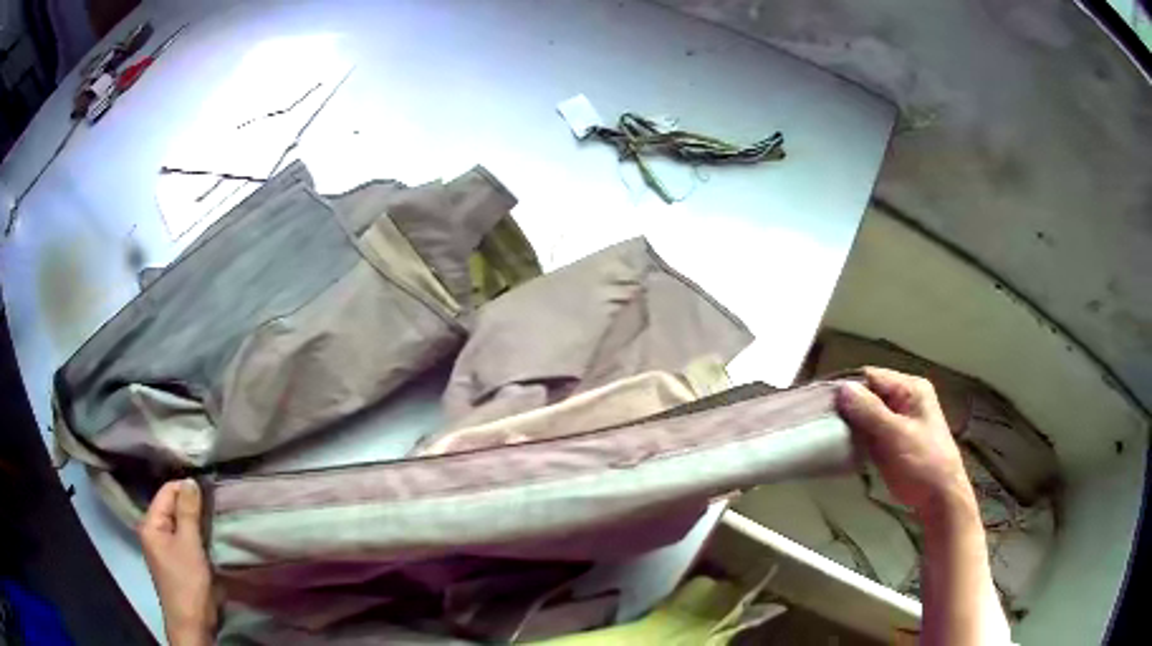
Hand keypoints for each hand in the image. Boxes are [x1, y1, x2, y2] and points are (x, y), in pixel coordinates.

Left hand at [139, 479, 215, 645]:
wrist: (192, 623)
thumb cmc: (187, 583)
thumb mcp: (189, 545)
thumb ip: (188, 512)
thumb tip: (191, 480)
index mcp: (150, 524)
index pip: (166, 492)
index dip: (186, 489)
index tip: (209, 491)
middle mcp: (153, 531)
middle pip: (171, 507)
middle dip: (191, 505)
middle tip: (214, 505)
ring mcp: (163, 547)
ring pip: (179, 523)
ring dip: (195, 521)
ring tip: (214, 519)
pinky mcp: (175, 560)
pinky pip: (183, 537)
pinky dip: (195, 535)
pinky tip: (208, 536)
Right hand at [835, 367, 975, 519]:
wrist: (939, 498)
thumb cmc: (922, 462)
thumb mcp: (896, 435)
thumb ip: (869, 411)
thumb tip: (842, 387)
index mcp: (911, 389)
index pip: (872, 377)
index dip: (848, 386)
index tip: (822, 402)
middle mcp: (904, 399)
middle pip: (868, 394)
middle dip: (847, 406)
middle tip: (821, 420)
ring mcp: (898, 420)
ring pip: (866, 414)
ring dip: (850, 423)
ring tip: (826, 432)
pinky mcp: (892, 440)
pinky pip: (869, 431)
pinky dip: (856, 436)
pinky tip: (841, 444)